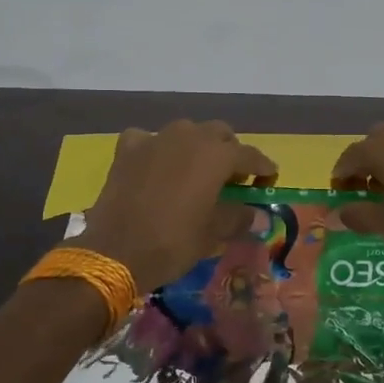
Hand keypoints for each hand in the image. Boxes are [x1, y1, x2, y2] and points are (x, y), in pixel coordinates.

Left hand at [77, 121, 277, 289]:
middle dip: (229, 151)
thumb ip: (238, 218)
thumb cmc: (173, 241)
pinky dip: (157, 149)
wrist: (115, 250)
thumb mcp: (213, 234)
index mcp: (216, 155)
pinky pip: (149, 139)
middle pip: (219, 134)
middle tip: (232, 178)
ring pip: (186, 132)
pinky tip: (156, 166)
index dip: (263, 168)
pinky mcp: (128, 149)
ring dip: (196, 147)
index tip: (269, 180)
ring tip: (195, 171)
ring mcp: (156, 138)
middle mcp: (189, 136)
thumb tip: (256, 215)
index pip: (250, 155)